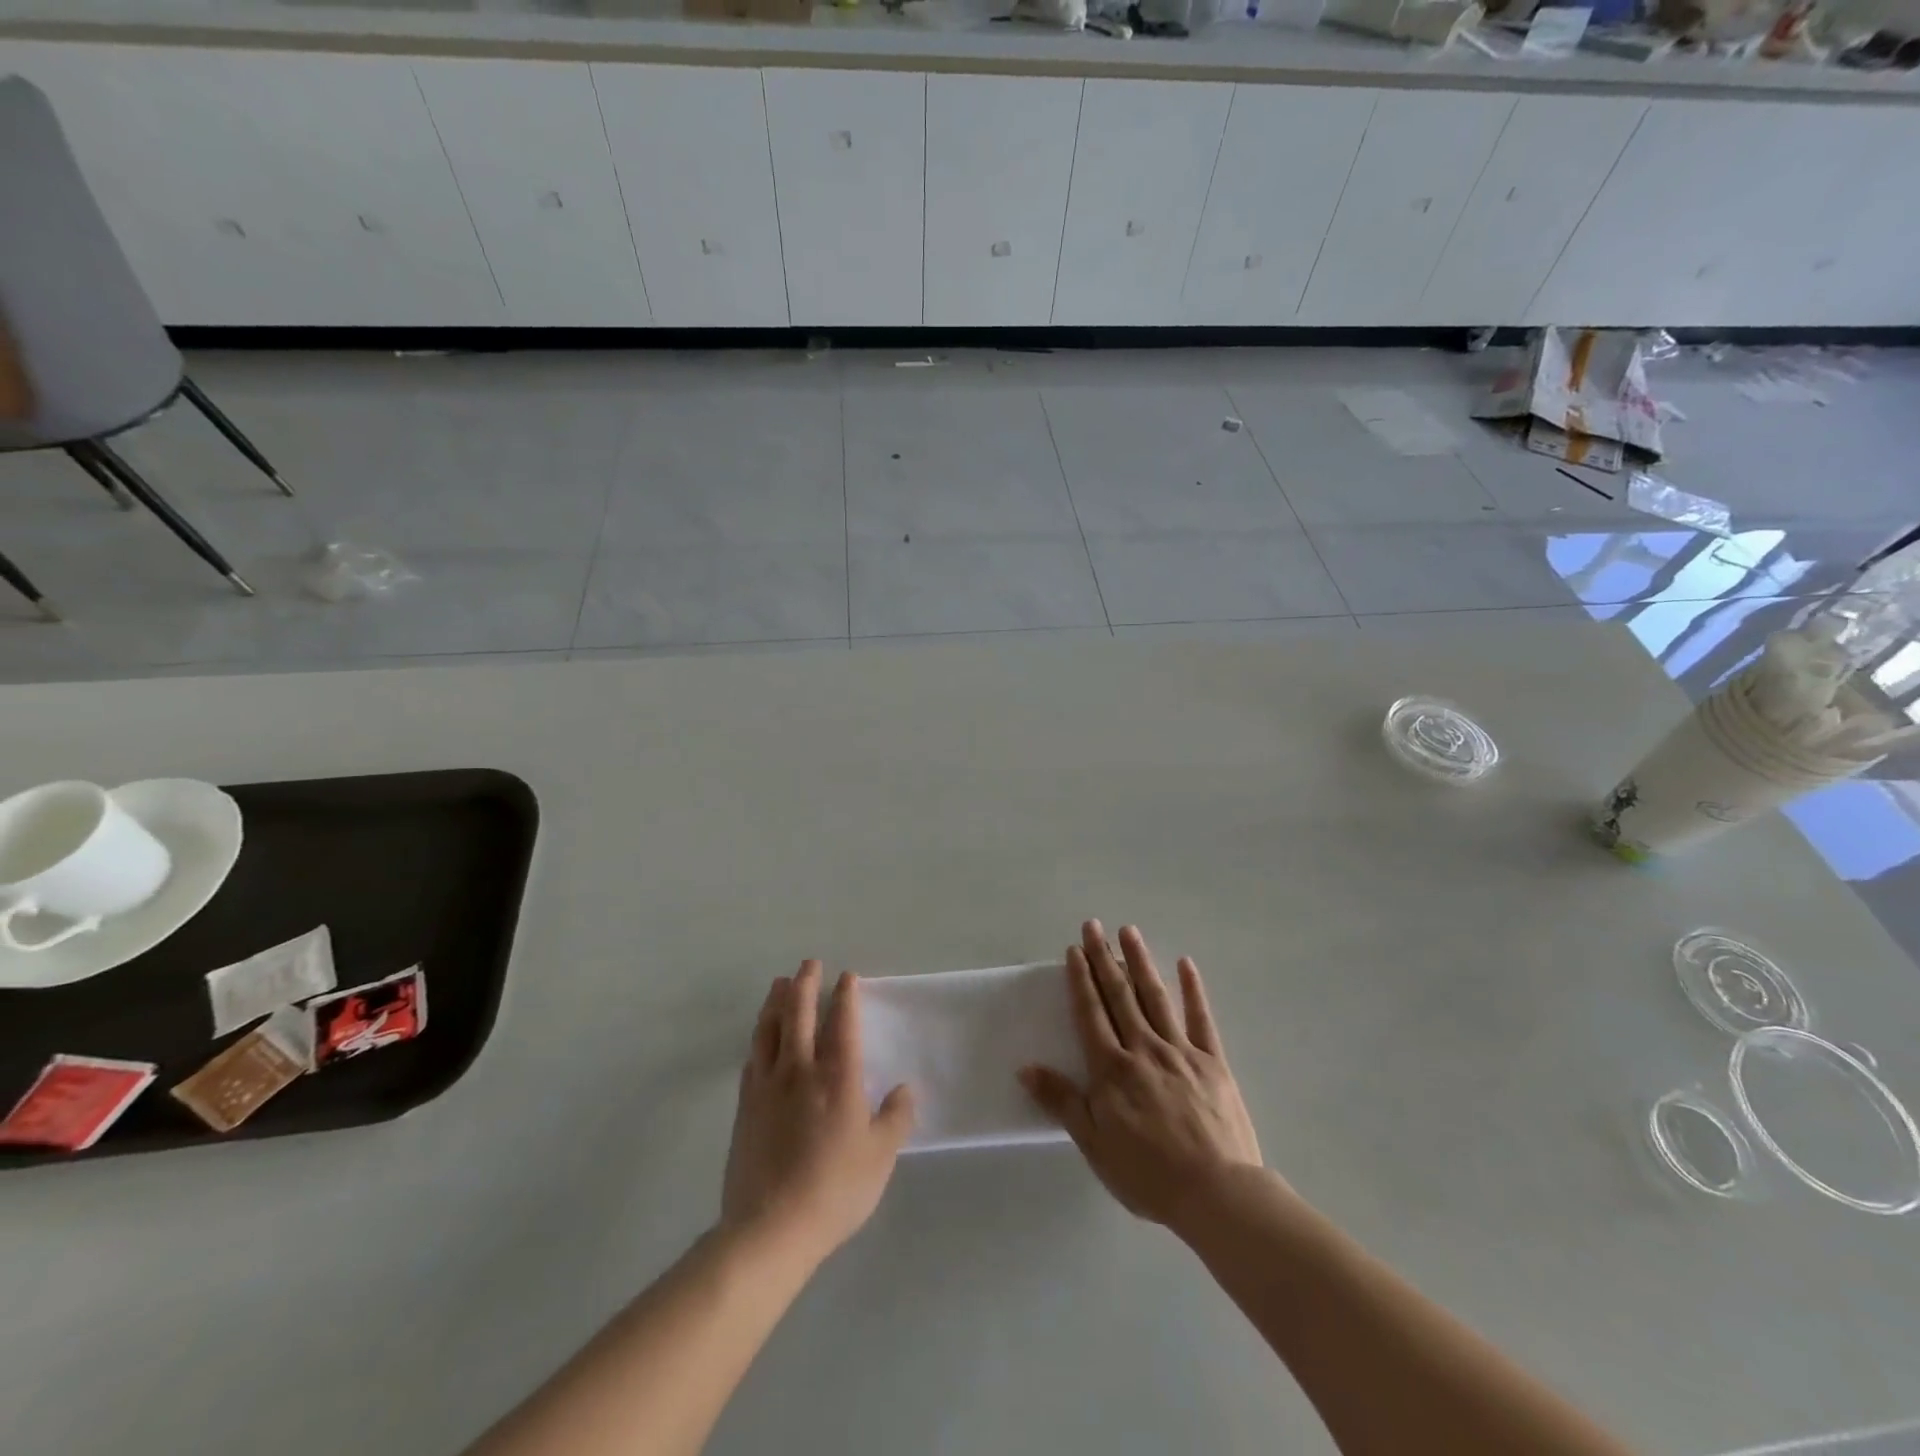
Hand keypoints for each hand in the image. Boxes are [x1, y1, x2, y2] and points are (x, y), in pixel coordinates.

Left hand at [721, 962, 914, 1269]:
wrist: (770, 1228)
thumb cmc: (834, 1189)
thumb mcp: (880, 1157)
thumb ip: (895, 1118)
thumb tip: (904, 1089)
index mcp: (837, 1076)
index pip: (842, 1022)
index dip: (845, 996)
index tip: (847, 977)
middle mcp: (800, 1070)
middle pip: (799, 1014)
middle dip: (805, 984)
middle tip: (809, 964)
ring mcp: (767, 1086)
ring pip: (769, 1029)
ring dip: (776, 1001)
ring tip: (780, 983)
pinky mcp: (745, 1106)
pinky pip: (752, 1058)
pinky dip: (759, 1037)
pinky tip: (761, 1036)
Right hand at [1020, 921, 1262, 1227]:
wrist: (1217, 1194)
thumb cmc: (1148, 1174)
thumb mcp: (1094, 1144)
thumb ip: (1061, 1101)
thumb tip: (1025, 1067)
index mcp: (1112, 1069)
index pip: (1091, 1013)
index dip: (1081, 979)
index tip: (1074, 950)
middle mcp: (1143, 1049)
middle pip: (1119, 995)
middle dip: (1104, 959)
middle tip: (1094, 926)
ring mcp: (1181, 1051)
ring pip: (1155, 997)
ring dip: (1140, 962)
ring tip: (1129, 931)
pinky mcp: (1213, 1062)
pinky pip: (1200, 1018)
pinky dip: (1193, 989)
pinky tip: (1185, 964)